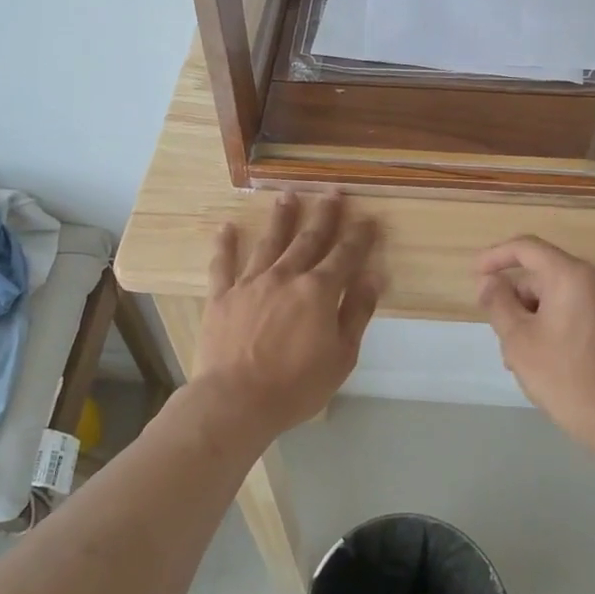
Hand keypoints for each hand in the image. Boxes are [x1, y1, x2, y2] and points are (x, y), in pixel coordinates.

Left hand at [193, 192, 382, 445]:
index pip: (345, 255)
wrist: (236, 401)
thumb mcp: (342, 356)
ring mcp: (251, 283)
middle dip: (324, 215)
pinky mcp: (221, 296)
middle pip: (308, 239)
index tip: (369, 219)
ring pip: (269, 242)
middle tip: (332, 192)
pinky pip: (223, 264)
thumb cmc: (296, 386)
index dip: (359, 236)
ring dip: (281, 218)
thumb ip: (357, 312)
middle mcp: (286, 276)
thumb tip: (372, 276)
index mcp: (318, 291)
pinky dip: (225, 245)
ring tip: (287, 195)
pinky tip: (226, 227)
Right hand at [476, 236, 594, 448]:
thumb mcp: (519, 340)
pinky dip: (560, 324)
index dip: (496, 257)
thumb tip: (489, 281)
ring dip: (537, 318)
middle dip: (518, 301)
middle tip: (502, 339)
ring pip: (563, 296)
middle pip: (545, 276)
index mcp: (574, 275)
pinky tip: (550, 359)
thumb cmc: (566, 378)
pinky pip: (582, 310)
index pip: (527, 248)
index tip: (475, 274)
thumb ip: (498, 303)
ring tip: (523, 359)